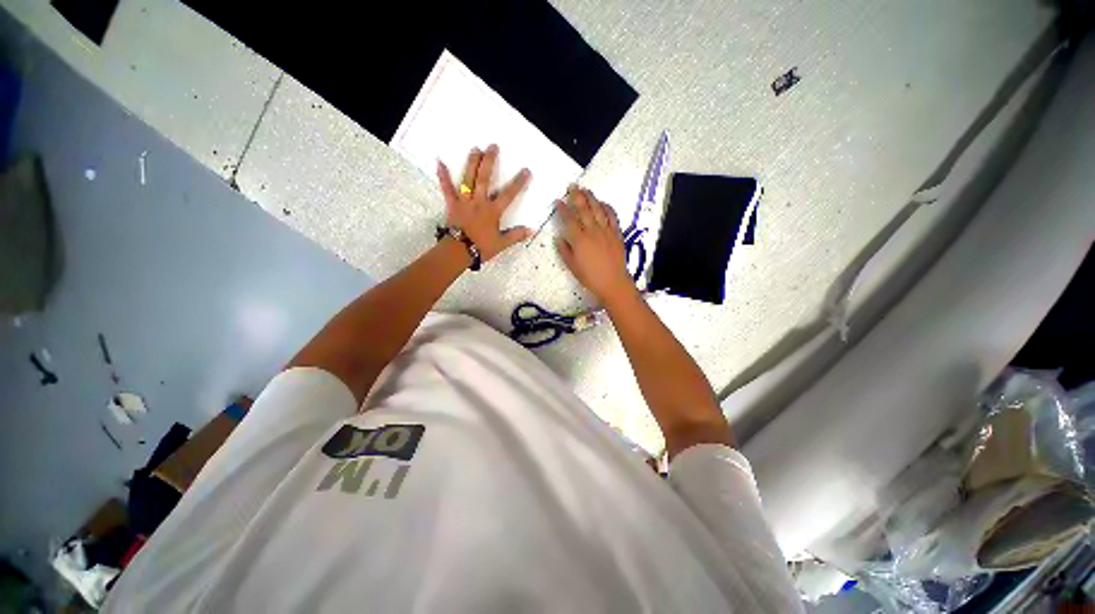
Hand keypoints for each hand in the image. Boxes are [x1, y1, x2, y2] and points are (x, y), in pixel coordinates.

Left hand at [437, 145, 531, 261]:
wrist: (458, 251)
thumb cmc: (481, 247)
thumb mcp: (501, 244)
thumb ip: (515, 235)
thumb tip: (531, 230)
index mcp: (492, 211)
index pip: (508, 194)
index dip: (518, 182)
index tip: (526, 170)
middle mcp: (479, 202)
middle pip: (485, 178)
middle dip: (490, 161)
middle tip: (493, 146)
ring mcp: (464, 201)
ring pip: (468, 179)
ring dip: (472, 163)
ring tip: (475, 149)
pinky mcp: (452, 204)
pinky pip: (447, 188)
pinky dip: (443, 176)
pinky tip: (439, 161)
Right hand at [556, 186, 636, 304]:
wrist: (612, 281)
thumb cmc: (589, 276)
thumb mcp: (572, 265)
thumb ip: (564, 250)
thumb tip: (559, 237)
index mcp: (579, 239)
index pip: (569, 219)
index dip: (562, 209)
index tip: (558, 201)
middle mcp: (592, 231)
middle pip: (583, 209)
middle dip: (576, 196)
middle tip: (571, 186)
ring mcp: (606, 230)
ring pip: (597, 209)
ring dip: (591, 197)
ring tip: (585, 189)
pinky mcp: (616, 233)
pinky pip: (612, 216)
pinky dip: (607, 207)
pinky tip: (602, 202)